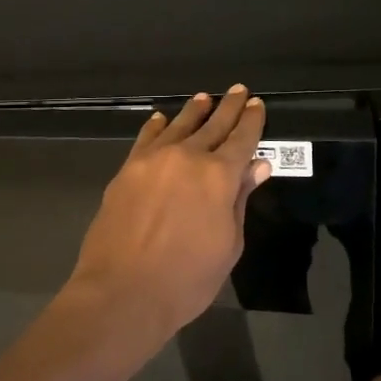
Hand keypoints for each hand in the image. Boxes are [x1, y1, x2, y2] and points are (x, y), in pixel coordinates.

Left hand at [64, 86, 269, 352]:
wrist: (123, 290)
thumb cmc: (187, 278)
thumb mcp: (228, 244)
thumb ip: (240, 199)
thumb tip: (258, 165)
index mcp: (219, 176)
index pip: (241, 139)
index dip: (251, 121)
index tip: (256, 104)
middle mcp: (187, 158)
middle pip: (212, 126)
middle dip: (227, 108)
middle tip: (237, 90)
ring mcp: (153, 161)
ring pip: (178, 127)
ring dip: (193, 111)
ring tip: (203, 98)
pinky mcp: (127, 170)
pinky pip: (145, 139)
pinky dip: (156, 126)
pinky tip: (161, 119)